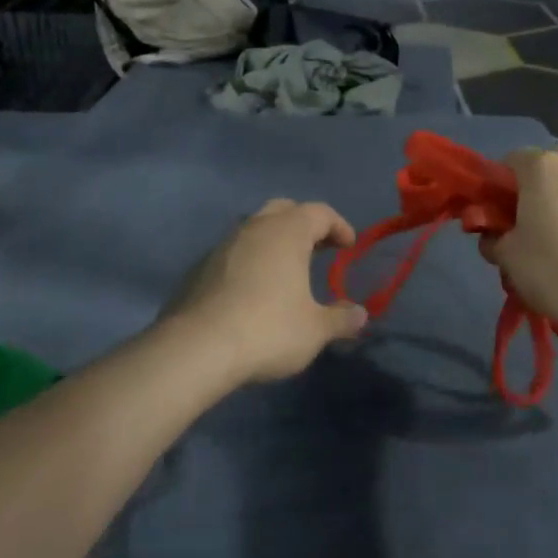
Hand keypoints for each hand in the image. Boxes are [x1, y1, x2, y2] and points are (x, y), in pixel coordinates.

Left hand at [167, 200, 368, 383]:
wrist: (197, 348)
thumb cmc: (268, 330)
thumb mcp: (315, 330)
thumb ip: (341, 319)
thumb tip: (360, 314)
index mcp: (287, 232)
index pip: (319, 212)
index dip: (338, 226)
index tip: (348, 247)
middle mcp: (254, 228)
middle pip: (283, 210)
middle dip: (304, 224)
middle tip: (318, 248)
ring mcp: (222, 246)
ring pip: (254, 229)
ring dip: (274, 241)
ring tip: (286, 270)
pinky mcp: (199, 268)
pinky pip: (233, 253)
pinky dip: (250, 261)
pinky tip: (253, 290)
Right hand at [480, 147, 557, 348]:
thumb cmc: (550, 271)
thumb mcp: (506, 256)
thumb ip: (493, 236)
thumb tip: (495, 236)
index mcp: (545, 166)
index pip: (512, 161)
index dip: (502, 185)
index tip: (501, 212)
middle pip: (554, 161)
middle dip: (542, 183)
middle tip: (536, 219)